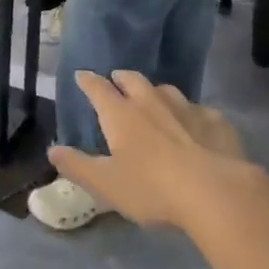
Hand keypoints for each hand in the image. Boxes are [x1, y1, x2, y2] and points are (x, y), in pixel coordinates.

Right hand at [50, 72, 246, 229]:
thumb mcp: (106, 184)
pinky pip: (200, 111)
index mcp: (121, 114)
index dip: (88, 81)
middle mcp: (151, 102)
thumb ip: (77, 166)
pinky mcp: (216, 122)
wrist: (216, 192)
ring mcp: (186, 108)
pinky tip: (195, 127)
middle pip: (132, 79)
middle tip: (116, 81)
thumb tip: (52, 150)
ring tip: (154, 100)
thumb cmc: (152, 188)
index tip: (81, 76)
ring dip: (156, 93)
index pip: (98, 88)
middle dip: (121, 78)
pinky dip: (191, 115)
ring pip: (166, 90)